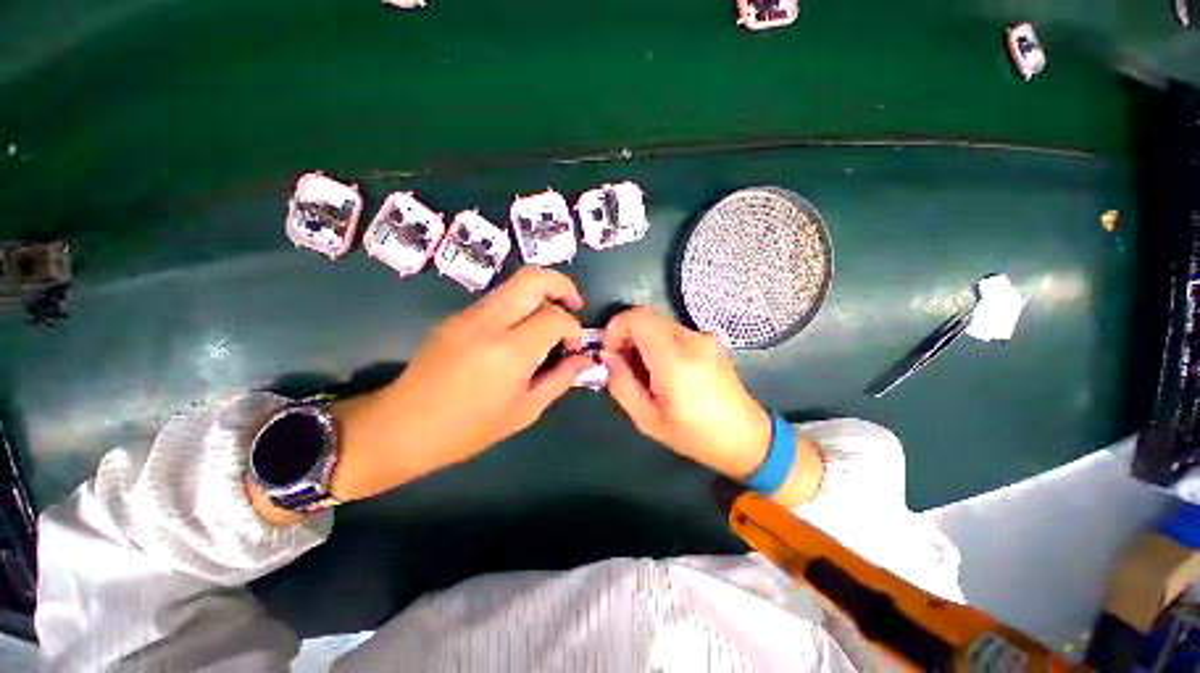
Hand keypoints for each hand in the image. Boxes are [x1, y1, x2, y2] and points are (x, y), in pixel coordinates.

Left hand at [327, 267, 592, 501]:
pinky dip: (521, 305)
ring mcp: (468, 315)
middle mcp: (488, 322)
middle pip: (533, 278)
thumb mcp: (525, 411)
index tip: (573, 346)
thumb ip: (560, 379)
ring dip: (541, 293)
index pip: (555, 316)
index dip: (573, 328)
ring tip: (550, 320)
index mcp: (508, 351)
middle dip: (562, 285)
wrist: (401, 426)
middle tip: (574, 305)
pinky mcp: (456, 316)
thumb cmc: (468, 429)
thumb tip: (584, 359)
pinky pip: (498, 298)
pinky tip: (522, 331)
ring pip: (515, 283)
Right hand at [602, 307, 822, 504]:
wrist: (747, 438)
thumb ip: (621, 384)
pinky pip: (674, 333)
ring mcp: (704, 338)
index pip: (638, 317)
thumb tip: (607, 356)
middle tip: (623, 366)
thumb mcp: (647, 420)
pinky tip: (665, 372)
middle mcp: (692, 340)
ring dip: (643, 341)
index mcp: (675, 360)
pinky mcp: (710, 342)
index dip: (616, 328)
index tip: (610, 352)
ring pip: (659, 324)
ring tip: (645, 374)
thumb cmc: (695, 435)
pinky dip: (659, 344)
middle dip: (627, 336)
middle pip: (647, 318)